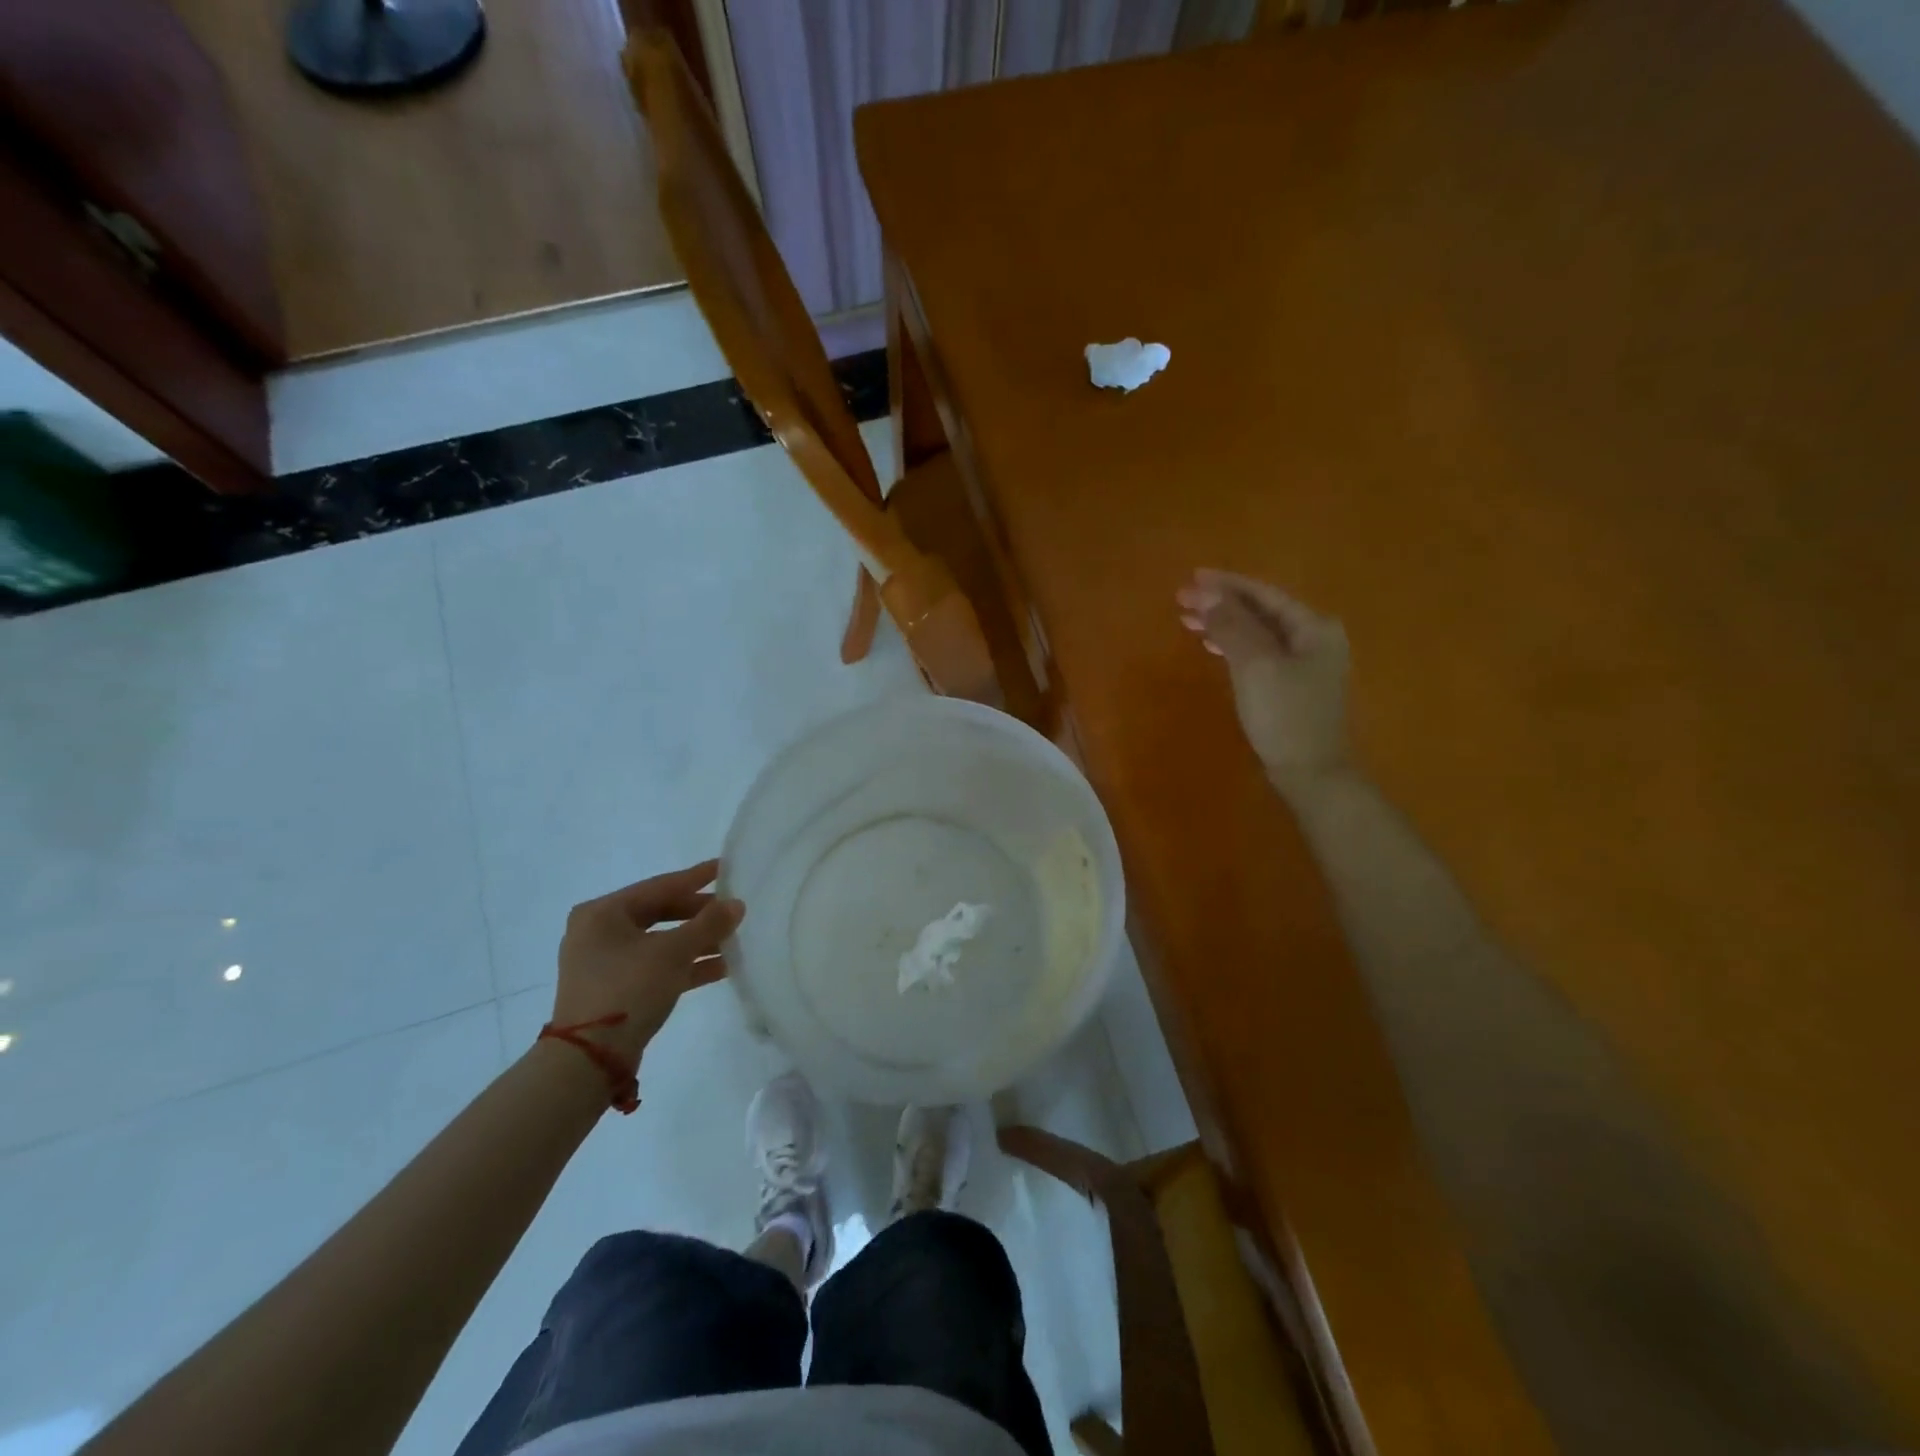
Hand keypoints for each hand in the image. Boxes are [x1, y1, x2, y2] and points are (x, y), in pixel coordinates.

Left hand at [549, 859, 744, 1069]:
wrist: (589, 1060)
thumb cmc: (628, 989)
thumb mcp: (673, 952)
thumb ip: (708, 925)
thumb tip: (737, 905)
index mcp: (603, 912)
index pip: (659, 886)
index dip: (696, 878)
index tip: (726, 867)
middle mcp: (599, 932)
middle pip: (659, 913)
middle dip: (699, 914)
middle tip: (733, 910)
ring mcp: (605, 963)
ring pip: (660, 942)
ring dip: (697, 942)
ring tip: (734, 940)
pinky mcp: (615, 989)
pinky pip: (656, 966)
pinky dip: (685, 965)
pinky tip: (721, 967)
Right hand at [1177, 568, 1350, 785]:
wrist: (1310, 772)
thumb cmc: (1284, 715)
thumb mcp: (1254, 666)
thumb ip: (1232, 626)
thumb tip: (1207, 595)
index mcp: (1312, 627)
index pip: (1263, 594)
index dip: (1226, 584)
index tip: (1191, 578)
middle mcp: (1314, 639)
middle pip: (1261, 611)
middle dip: (1221, 604)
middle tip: (1181, 600)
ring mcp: (1305, 663)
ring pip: (1257, 632)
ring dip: (1224, 624)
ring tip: (1189, 620)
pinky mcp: (1292, 685)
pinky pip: (1258, 653)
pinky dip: (1234, 645)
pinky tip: (1212, 645)